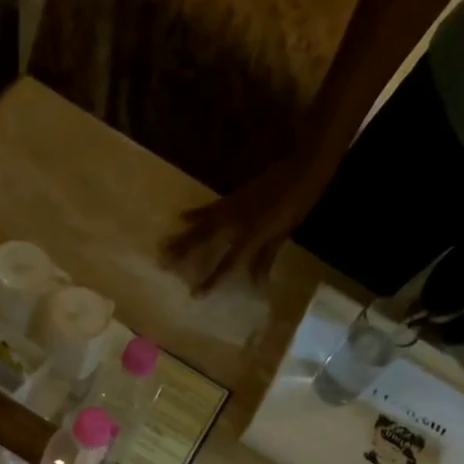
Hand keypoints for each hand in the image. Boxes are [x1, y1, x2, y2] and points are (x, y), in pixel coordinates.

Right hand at [162, 153, 332, 294]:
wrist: (302, 167)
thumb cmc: (297, 204)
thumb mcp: (282, 235)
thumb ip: (265, 258)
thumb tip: (256, 284)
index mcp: (250, 236)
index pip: (227, 265)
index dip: (211, 281)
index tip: (194, 295)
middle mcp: (235, 224)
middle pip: (203, 242)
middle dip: (182, 254)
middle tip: (162, 265)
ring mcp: (231, 209)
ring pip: (200, 226)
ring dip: (181, 236)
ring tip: (162, 245)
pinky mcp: (231, 197)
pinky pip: (209, 209)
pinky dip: (194, 214)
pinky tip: (180, 217)